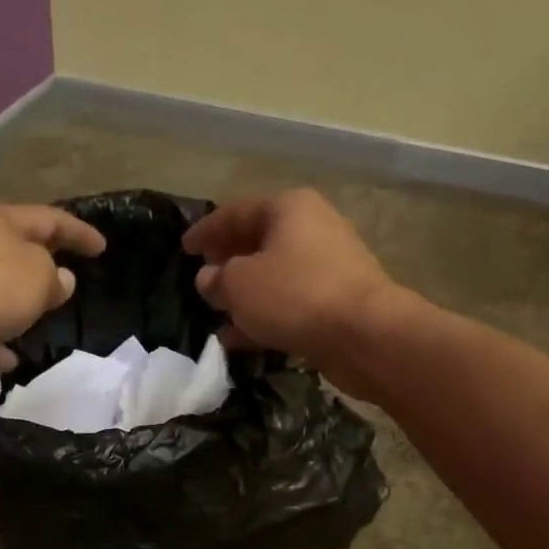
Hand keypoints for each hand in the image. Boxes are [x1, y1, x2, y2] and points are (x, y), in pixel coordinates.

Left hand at [0, 202, 105, 385]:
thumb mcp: (37, 279)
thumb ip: (55, 279)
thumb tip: (59, 280)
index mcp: (1, 222)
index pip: (50, 219)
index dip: (79, 232)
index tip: (102, 248)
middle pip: (16, 252)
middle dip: (42, 269)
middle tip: (66, 286)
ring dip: (15, 309)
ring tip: (38, 327)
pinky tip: (6, 362)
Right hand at [183, 189, 395, 378]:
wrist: (364, 334)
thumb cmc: (294, 295)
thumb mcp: (239, 285)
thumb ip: (216, 279)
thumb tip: (208, 278)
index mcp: (288, 208)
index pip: (235, 212)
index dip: (205, 231)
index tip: (184, 249)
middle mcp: (312, 228)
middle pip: (258, 241)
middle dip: (228, 262)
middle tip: (203, 278)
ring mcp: (328, 266)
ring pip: (274, 276)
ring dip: (245, 295)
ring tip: (217, 314)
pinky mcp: (336, 302)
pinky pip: (289, 304)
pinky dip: (264, 317)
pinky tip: (239, 340)